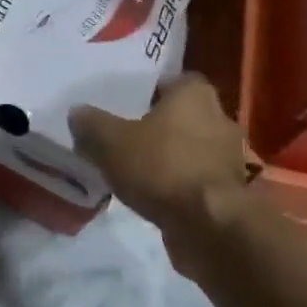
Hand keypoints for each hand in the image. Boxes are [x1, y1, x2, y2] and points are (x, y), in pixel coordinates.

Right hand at [69, 74, 250, 238]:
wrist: (210, 225)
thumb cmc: (163, 167)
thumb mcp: (111, 142)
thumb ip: (92, 124)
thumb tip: (77, 113)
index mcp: (195, 95)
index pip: (174, 80)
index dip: (151, 90)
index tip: (128, 103)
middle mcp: (218, 119)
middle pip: (183, 115)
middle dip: (159, 125)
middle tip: (126, 136)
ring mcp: (228, 157)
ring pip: (191, 149)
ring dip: (170, 158)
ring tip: (136, 170)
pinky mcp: (229, 192)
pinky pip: (196, 179)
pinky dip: (179, 185)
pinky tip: (154, 196)